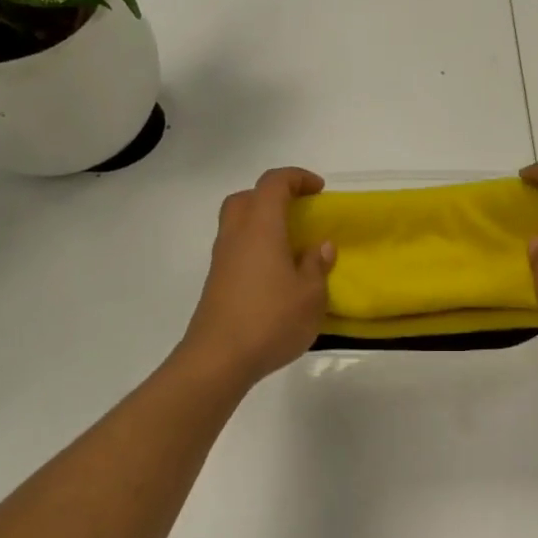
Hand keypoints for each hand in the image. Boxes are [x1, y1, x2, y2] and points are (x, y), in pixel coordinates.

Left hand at [177, 167, 334, 389]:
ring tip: (291, 246)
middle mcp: (236, 235)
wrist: (219, 359)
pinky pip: (236, 249)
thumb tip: (321, 246)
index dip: (297, 178)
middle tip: (298, 212)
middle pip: (247, 198)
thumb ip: (317, 265)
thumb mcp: (311, 295)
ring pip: (237, 223)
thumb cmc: (271, 320)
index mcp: (261, 228)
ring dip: (262, 223)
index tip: (319, 190)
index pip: (273, 184)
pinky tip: (276, 274)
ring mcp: (221, 259)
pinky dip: (255, 248)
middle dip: (273, 196)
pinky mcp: (217, 282)